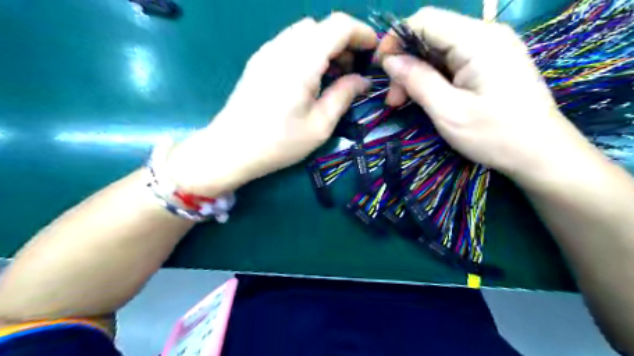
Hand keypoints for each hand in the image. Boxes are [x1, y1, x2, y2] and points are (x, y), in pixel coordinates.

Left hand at [167, 13, 374, 194]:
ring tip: (330, 77)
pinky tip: (308, 79)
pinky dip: (307, 52)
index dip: (361, 33)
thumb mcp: (320, 125)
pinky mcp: (258, 61)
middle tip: (351, 71)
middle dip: (343, 42)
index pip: (338, 26)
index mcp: (302, 61)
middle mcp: (283, 47)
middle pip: (321, 26)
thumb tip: (362, 80)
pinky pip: (289, 43)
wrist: (231, 149)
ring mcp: (267, 52)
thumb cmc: (279, 142)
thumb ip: (344, 96)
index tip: (373, 51)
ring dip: (324, 47)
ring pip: (304, 33)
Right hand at [376, 8, 588, 182]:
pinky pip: (452, 61)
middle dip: (405, 64)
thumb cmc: (495, 135)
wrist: (541, 153)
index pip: (425, 20)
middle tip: (393, 100)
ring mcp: (491, 48)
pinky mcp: (491, 63)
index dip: (395, 39)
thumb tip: (390, 61)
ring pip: (439, 50)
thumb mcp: (448, 112)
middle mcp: (486, 34)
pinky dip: (433, 77)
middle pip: (430, 36)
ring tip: (403, 102)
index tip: (379, 67)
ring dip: (417, 73)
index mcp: (477, 40)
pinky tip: (424, 97)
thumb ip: (418, 81)